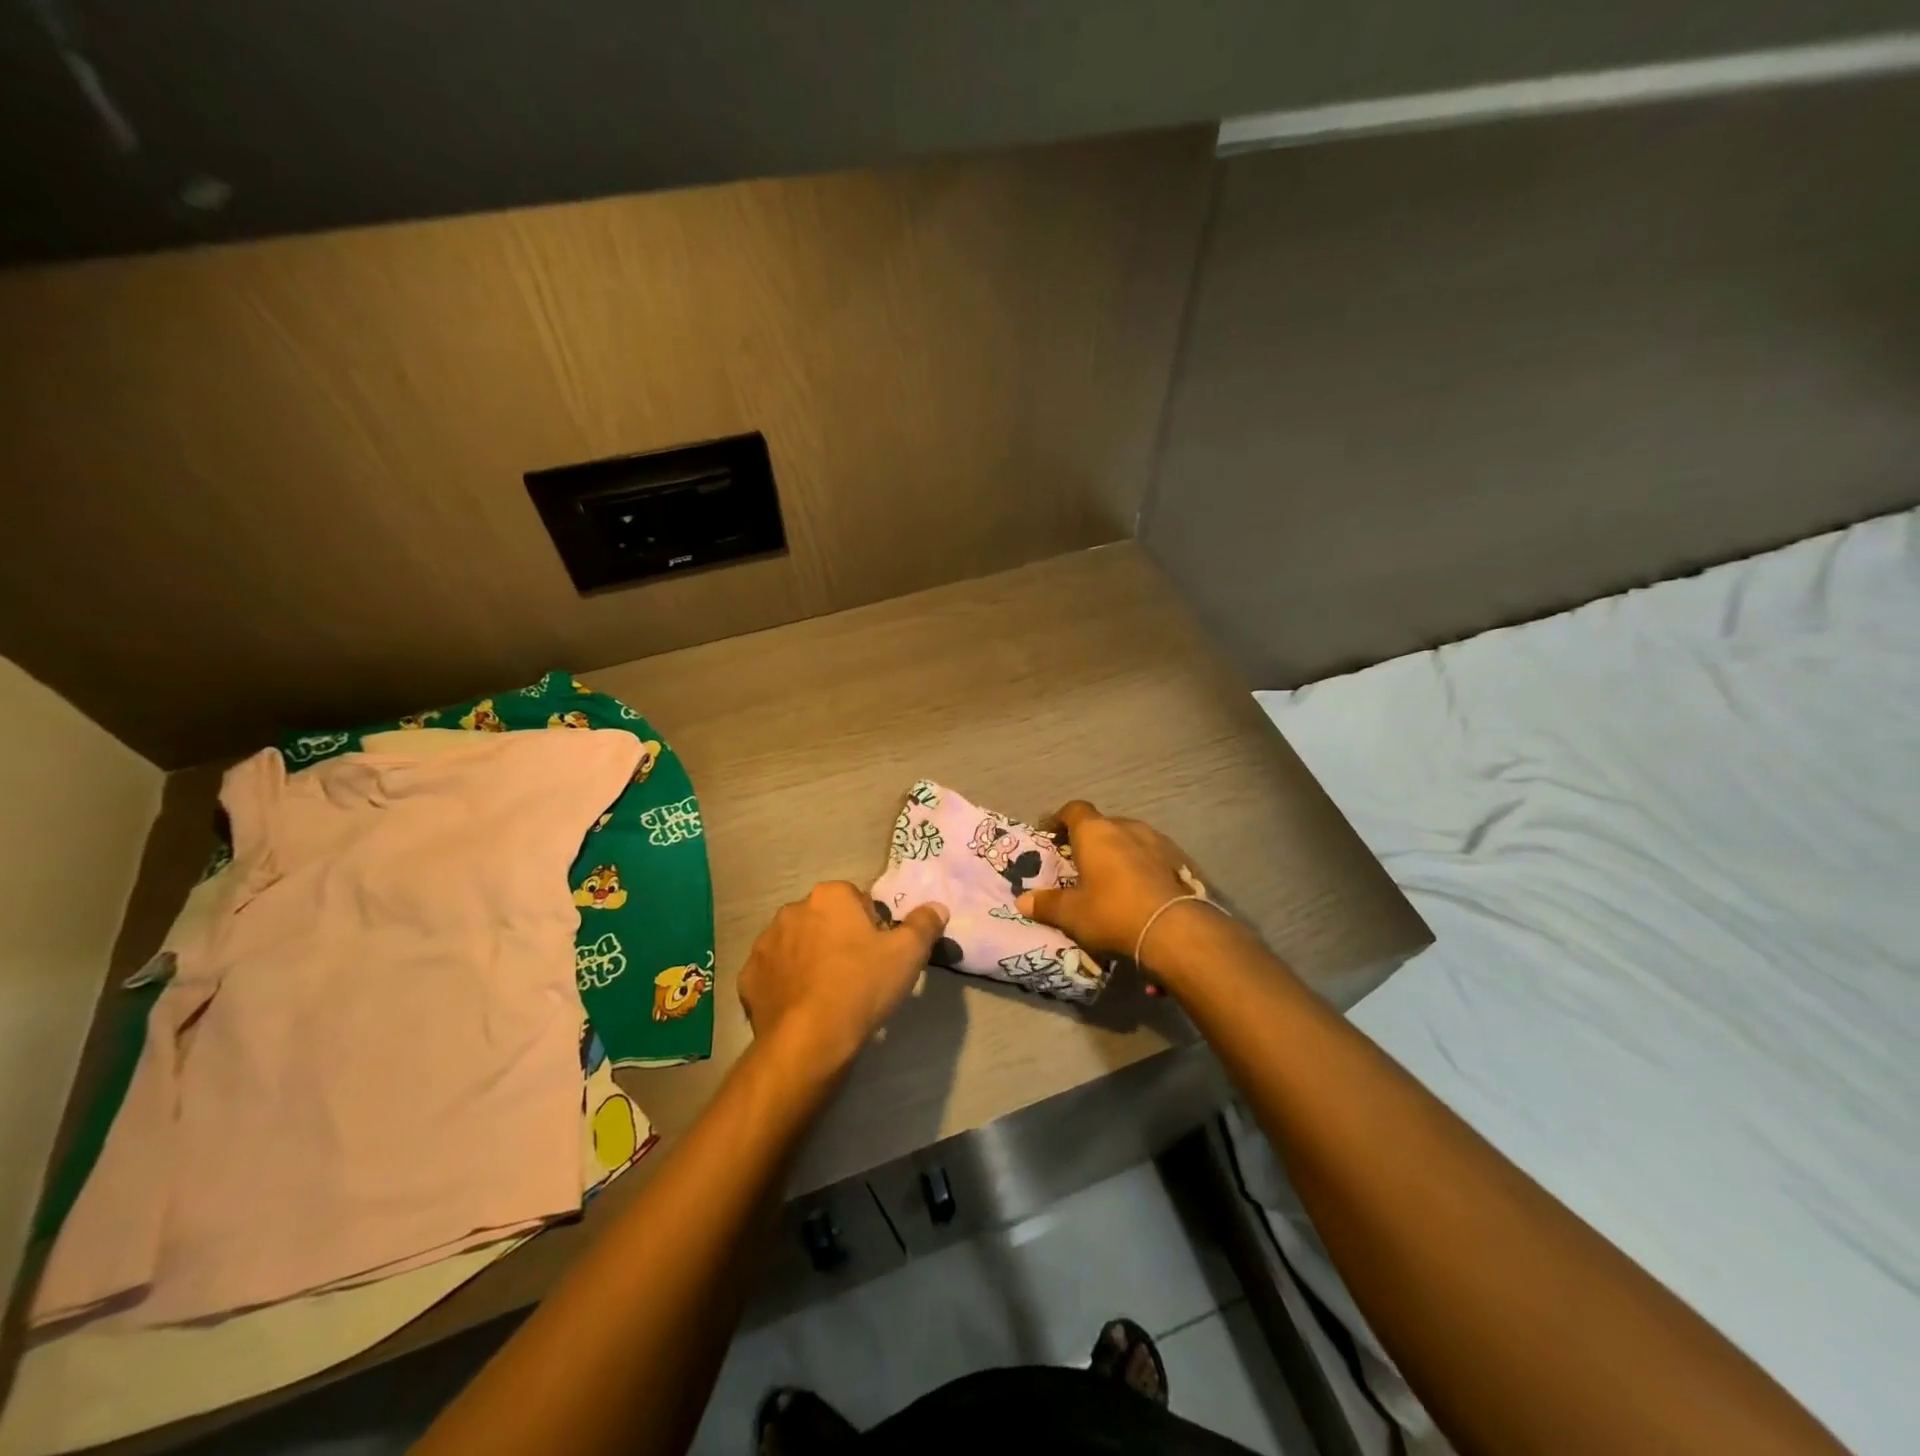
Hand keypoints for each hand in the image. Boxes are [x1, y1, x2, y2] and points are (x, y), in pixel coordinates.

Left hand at [738, 881, 948, 1071]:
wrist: (809, 1040)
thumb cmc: (862, 986)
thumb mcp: (908, 953)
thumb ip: (925, 923)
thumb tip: (937, 906)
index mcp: (830, 896)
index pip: (856, 900)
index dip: (871, 926)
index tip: (878, 954)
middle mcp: (792, 910)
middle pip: (824, 919)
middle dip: (838, 938)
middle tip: (857, 974)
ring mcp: (765, 943)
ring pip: (796, 944)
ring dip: (810, 959)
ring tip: (828, 994)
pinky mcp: (748, 977)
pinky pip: (774, 974)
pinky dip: (786, 984)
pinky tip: (802, 1007)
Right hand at [1016, 800, 1203, 972]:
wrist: (1176, 929)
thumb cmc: (1113, 913)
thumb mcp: (1072, 914)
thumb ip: (1047, 904)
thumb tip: (1022, 901)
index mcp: (1095, 832)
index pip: (1074, 810)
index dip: (1059, 819)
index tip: (1050, 834)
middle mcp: (1126, 827)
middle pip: (1103, 824)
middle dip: (1091, 839)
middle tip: (1081, 862)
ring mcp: (1158, 841)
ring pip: (1131, 838)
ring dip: (1119, 851)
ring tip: (1113, 876)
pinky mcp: (1182, 859)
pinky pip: (1154, 855)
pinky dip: (1143, 866)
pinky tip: (1142, 888)